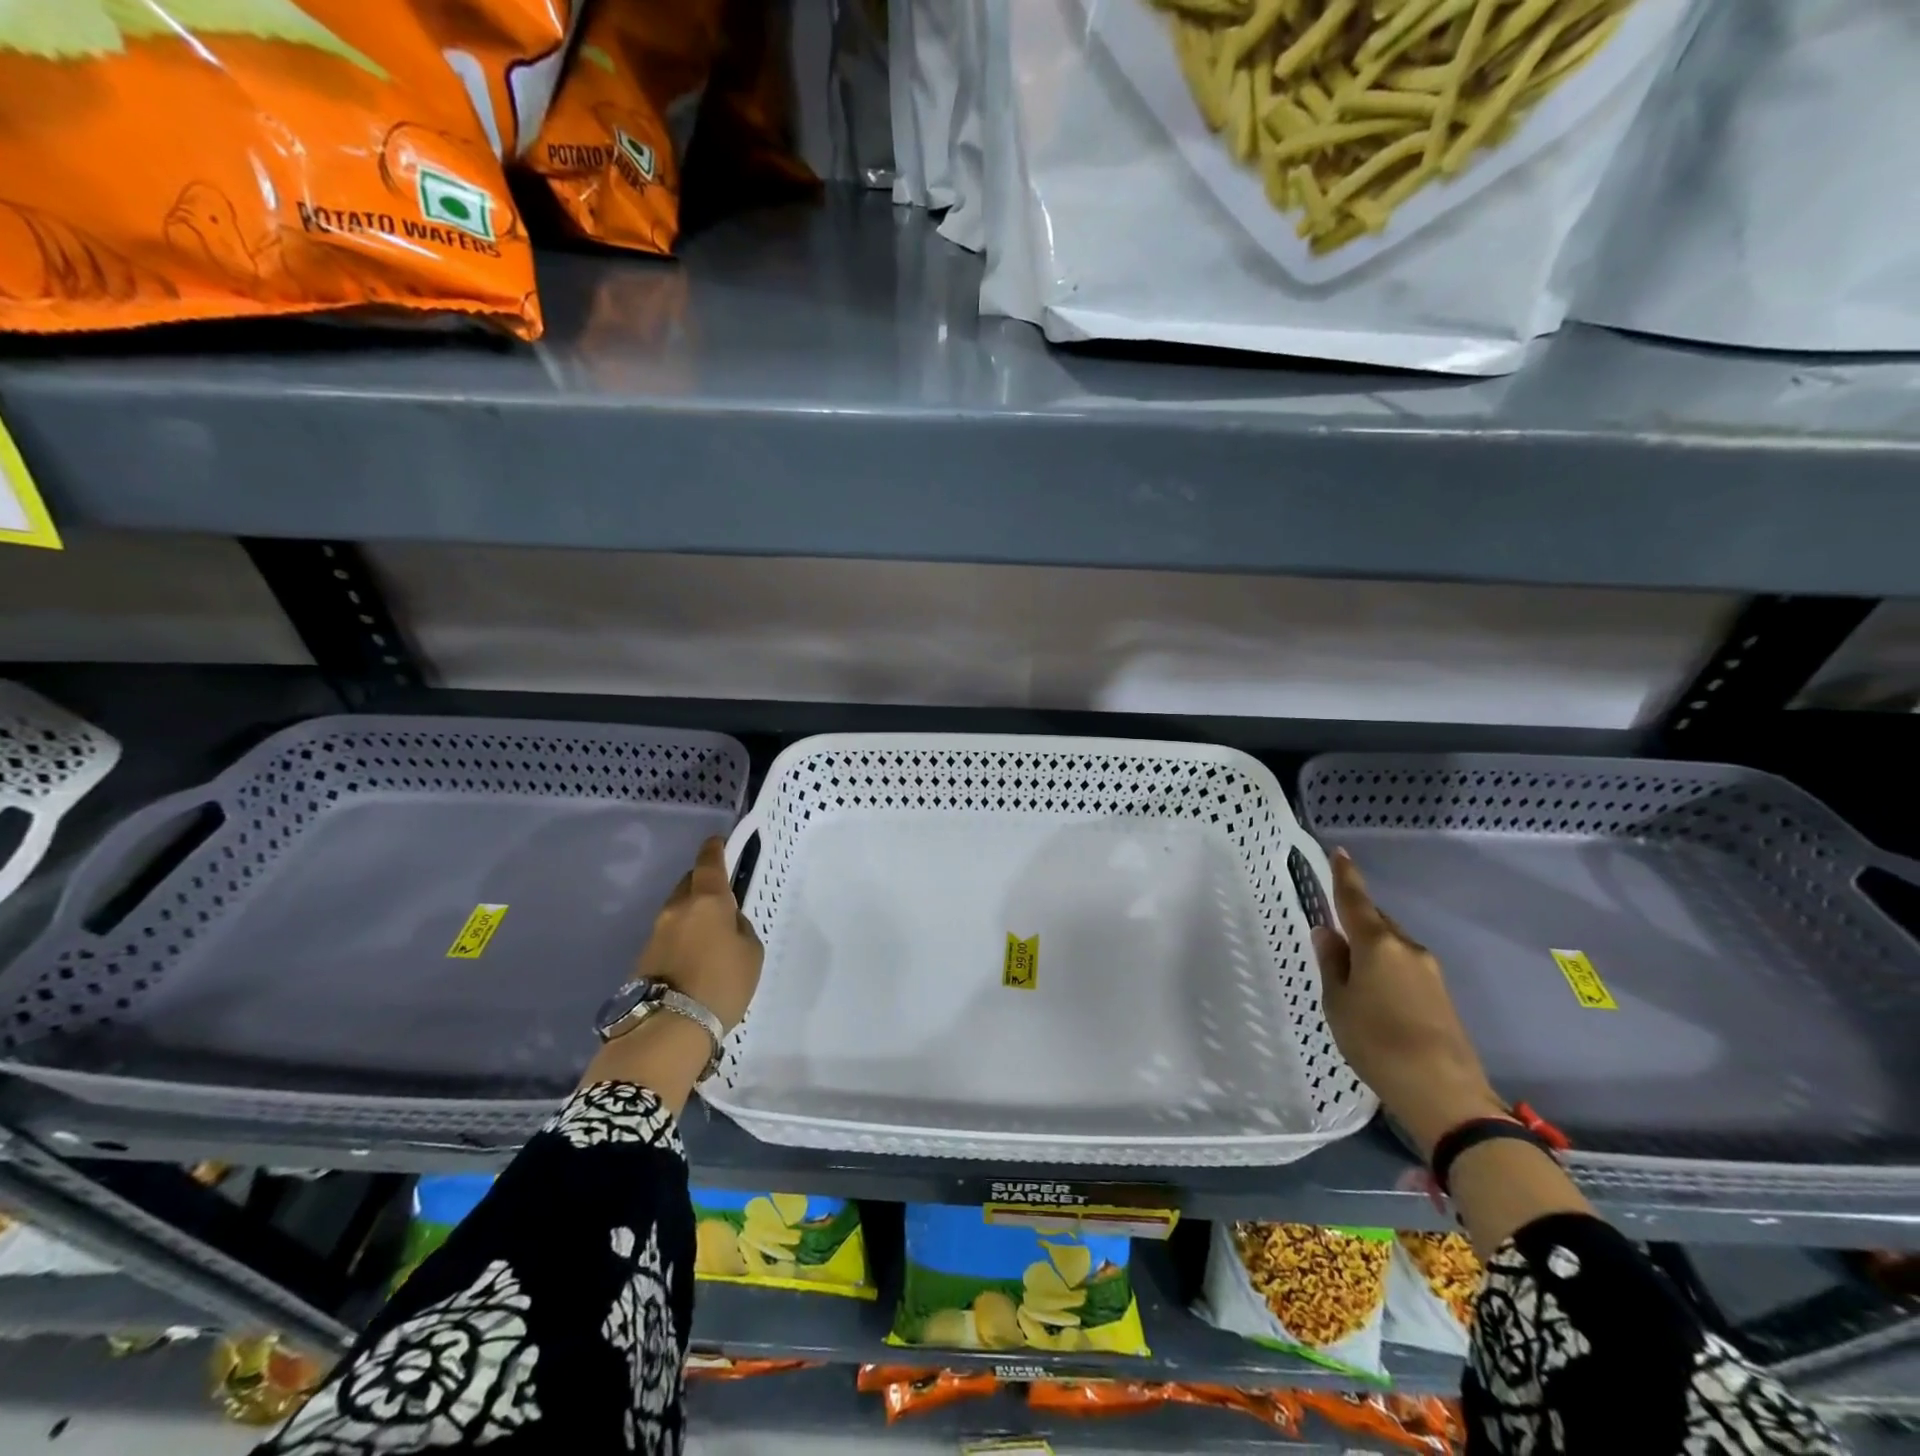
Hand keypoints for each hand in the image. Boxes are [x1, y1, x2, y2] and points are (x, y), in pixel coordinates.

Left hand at [631, 836, 762, 1033]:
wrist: (669, 1029)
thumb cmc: (722, 984)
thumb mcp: (751, 952)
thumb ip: (740, 928)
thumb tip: (726, 922)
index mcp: (708, 901)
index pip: (709, 863)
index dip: (714, 849)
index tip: (718, 842)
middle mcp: (678, 909)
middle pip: (689, 883)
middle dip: (703, 883)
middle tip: (720, 897)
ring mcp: (656, 932)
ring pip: (678, 910)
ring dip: (692, 913)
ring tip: (710, 934)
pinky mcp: (644, 957)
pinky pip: (669, 935)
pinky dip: (682, 937)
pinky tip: (694, 957)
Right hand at [1311, 848, 1504, 1158]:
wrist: (1444, 1093)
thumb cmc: (1376, 1042)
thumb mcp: (1338, 1003)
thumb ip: (1332, 963)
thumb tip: (1327, 932)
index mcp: (1377, 944)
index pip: (1355, 900)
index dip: (1345, 876)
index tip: (1340, 852)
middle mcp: (1407, 948)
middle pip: (1377, 922)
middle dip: (1356, 920)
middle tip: (1334, 931)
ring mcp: (1429, 971)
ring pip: (1392, 946)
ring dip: (1371, 948)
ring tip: (1350, 970)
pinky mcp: (1441, 994)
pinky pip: (1405, 966)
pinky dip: (1386, 967)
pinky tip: (1375, 991)